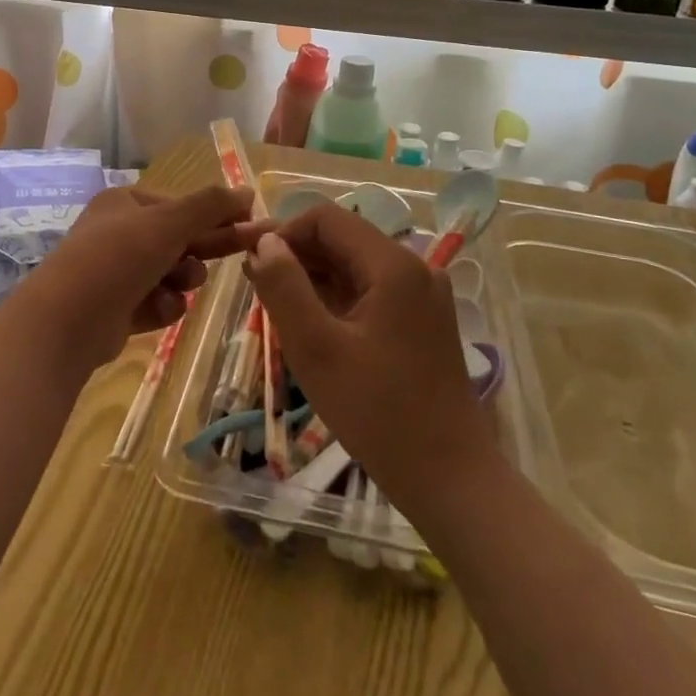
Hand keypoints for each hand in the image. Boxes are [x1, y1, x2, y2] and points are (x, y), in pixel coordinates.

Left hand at [19, 185, 266, 372]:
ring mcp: (118, 272)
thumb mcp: (168, 223)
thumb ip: (210, 206)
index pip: (182, 205)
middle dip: (205, 248)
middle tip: (248, 250)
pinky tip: (158, 311)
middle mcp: (121, 233)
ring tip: (176, 287)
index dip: (216, 215)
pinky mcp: (120, 309)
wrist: (65, 324)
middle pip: (180, 238)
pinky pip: (159, 302)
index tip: (250, 225)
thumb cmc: (117, 259)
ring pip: (173, 273)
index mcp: (126, 202)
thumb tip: (248, 191)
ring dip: (182, 280)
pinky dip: (164, 307)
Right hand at [243, 203, 497, 509]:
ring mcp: (422, 294)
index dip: (282, 230)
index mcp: (393, 265)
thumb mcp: (316, 349)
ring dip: (312, 276)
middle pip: (342, 239)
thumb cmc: (378, 412)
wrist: (449, 477)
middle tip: (251, 281)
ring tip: (271, 301)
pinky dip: (335, 297)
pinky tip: (307, 319)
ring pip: (354, 265)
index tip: (247, 256)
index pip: (326, 219)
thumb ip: (285, 287)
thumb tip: (265, 243)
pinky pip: (369, 290)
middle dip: (295, 253)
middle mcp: (414, 267)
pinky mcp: (421, 319)